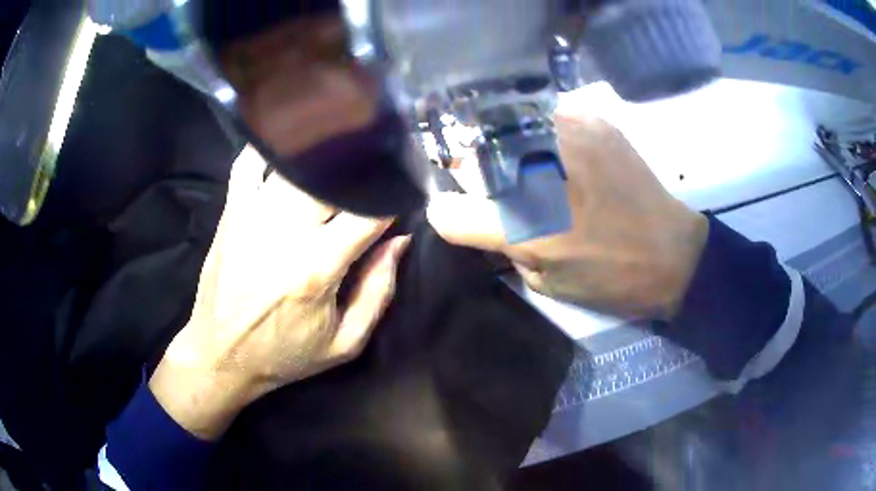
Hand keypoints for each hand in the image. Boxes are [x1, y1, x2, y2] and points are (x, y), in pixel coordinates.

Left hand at [149, 146, 409, 439]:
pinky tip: (289, 147)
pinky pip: (249, 161)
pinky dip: (270, 148)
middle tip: (373, 173)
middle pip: (332, 176)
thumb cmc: (283, 353)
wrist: (219, 353)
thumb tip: (399, 241)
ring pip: (295, 161)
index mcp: (316, 268)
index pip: (368, 212)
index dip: (393, 197)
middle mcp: (283, 232)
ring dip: (323, 153)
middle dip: (360, 170)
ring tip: (341, 157)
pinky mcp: (231, 210)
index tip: (402, 193)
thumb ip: (378, 292)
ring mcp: (251, 214)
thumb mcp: (344, 343)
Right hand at [427, 114, 707, 318]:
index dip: (450, 210)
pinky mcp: (594, 120)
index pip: (448, 210)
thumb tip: (481, 216)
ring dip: (505, 142)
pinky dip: (540, 129)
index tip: (461, 209)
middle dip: (472, 168)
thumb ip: (502, 246)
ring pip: (505, 123)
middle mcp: (536, 171)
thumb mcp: (544, 281)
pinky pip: (545, 113)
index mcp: (522, 224)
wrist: (673, 252)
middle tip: (491, 181)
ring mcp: (566, 133)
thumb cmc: (609, 277)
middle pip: (471, 152)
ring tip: (525, 161)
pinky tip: (557, 148)